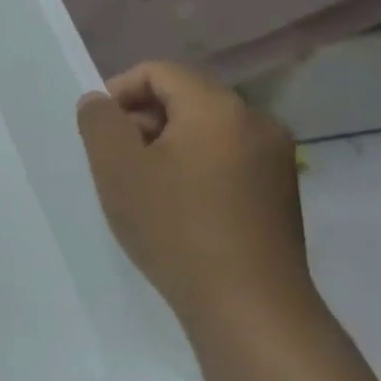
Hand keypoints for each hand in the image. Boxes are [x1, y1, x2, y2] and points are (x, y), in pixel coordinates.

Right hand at [76, 61, 315, 342]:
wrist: (250, 309)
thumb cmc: (176, 227)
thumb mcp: (117, 168)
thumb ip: (99, 121)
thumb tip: (99, 102)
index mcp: (218, 107)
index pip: (159, 71)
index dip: (119, 91)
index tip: (99, 132)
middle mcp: (256, 122)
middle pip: (184, 98)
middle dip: (142, 121)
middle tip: (117, 163)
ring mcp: (275, 160)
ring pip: (205, 130)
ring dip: (166, 147)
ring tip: (144, 189)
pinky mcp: (281, 194)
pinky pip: (226, 159)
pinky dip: (195, 169)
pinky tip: (179, 209)